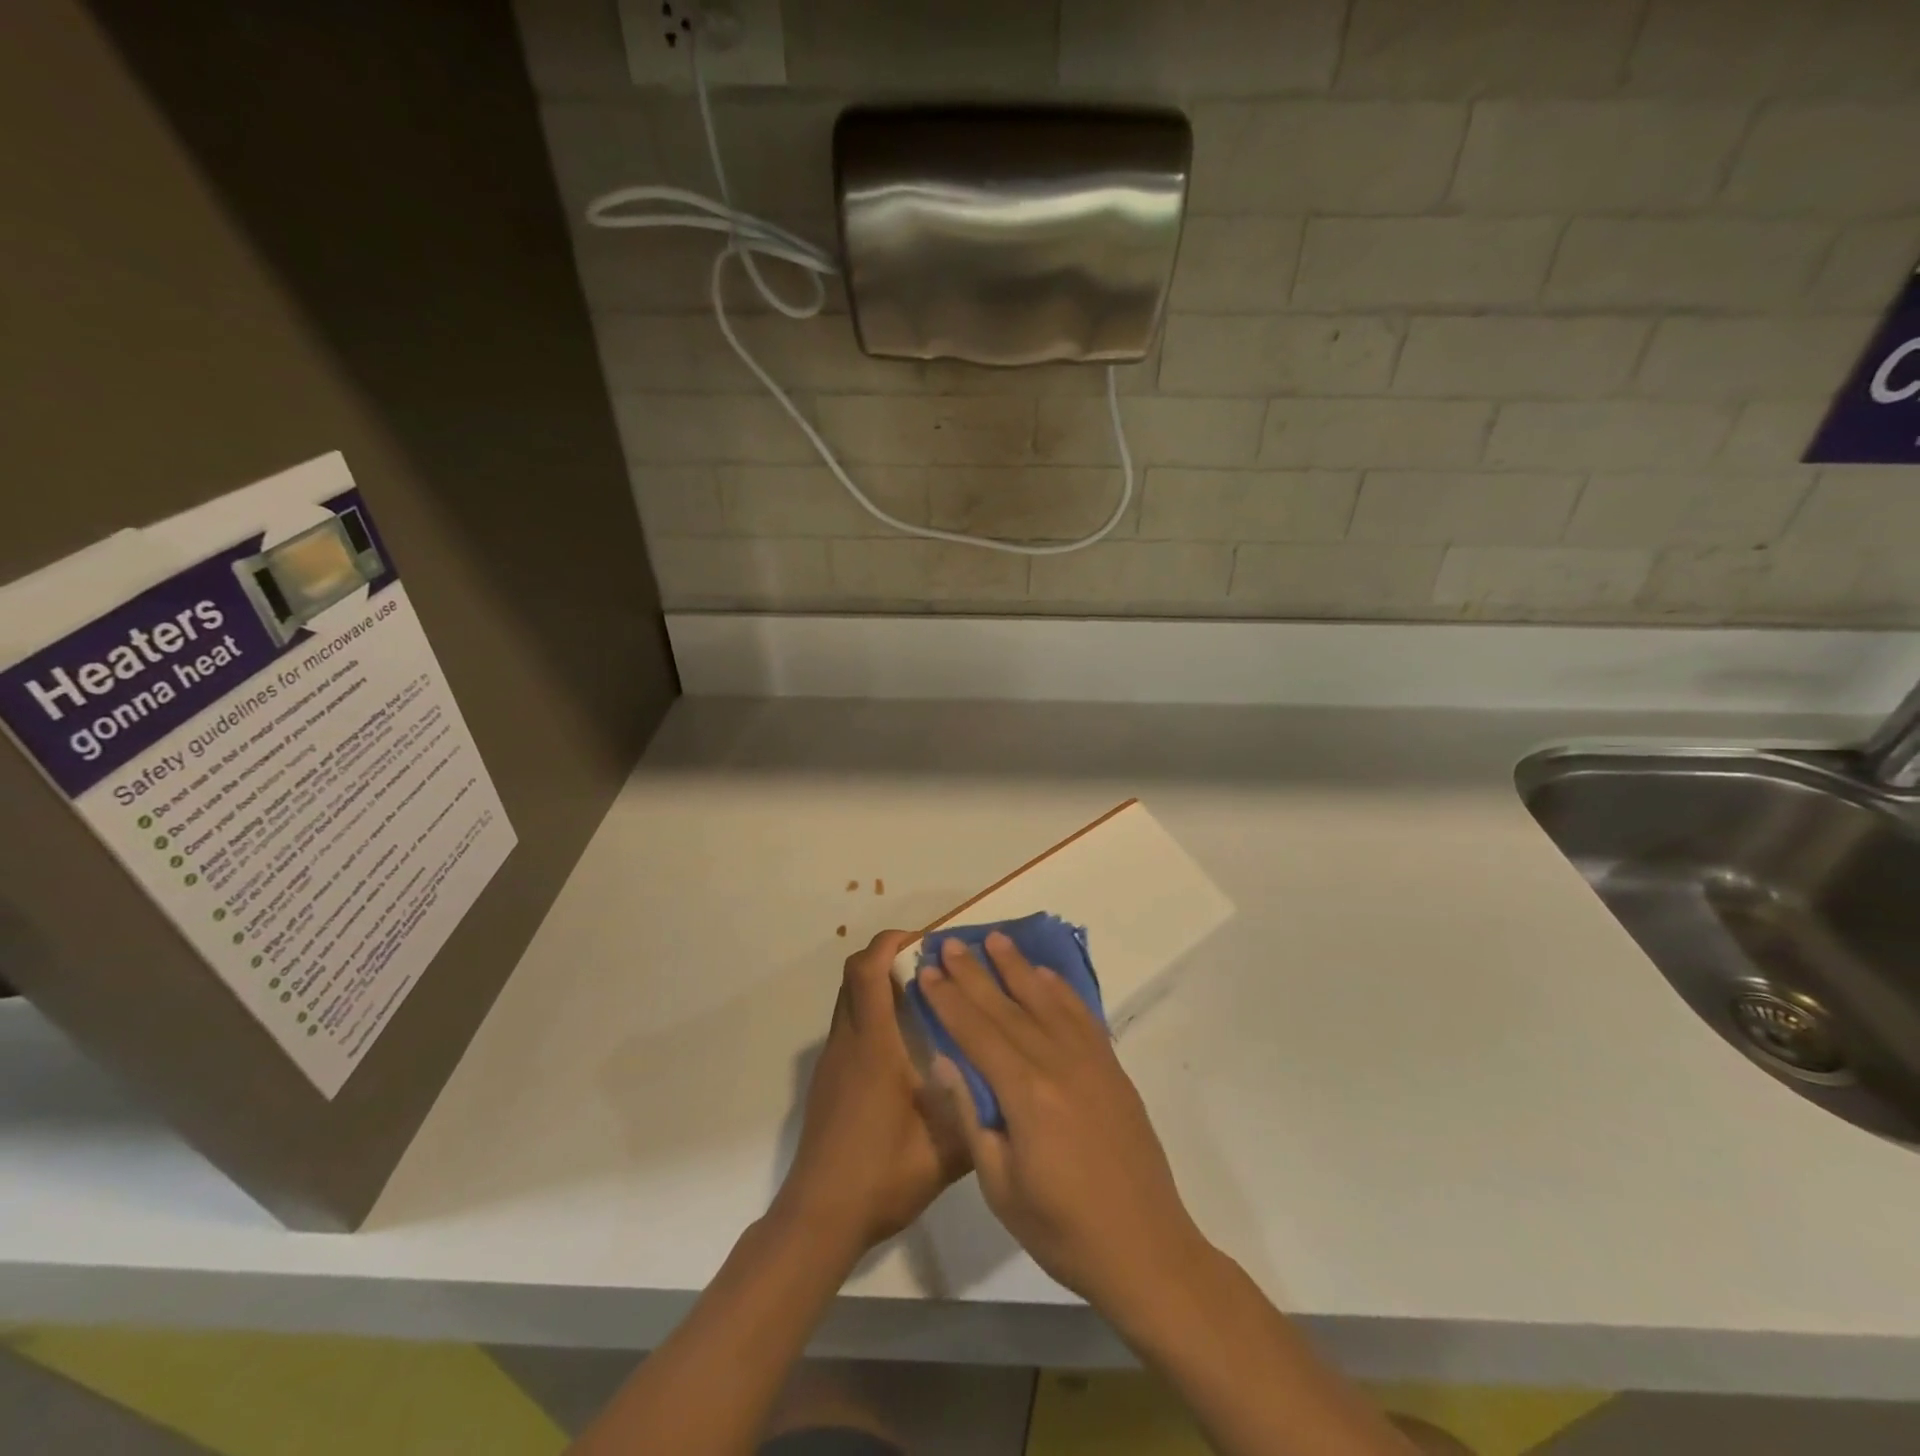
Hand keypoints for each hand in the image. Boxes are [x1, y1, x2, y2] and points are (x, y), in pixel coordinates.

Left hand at [775, 931, 970, 1258]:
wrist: (818, 1219)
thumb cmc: (880, 1177)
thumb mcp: (943, 1152)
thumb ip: (974, 1112)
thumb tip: (1004, 1081)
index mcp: (873, 1047)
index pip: (868, 972)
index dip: (891, 943)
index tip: (926, 940)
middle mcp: (848, 1044)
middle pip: (854, 975)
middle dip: (887, 956)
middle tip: (931, 965)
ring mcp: (833, 1062)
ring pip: (850, 1000)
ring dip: (879, 985)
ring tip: (925, 999)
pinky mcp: (829, 1081)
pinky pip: (849, 1026)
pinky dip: (872, 1014)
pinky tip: (905, 1045)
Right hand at [917, 932, 1210, 1318]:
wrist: (1145, 1249)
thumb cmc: (1062, 1230)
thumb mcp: (1000, 1186)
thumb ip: (972, 1116)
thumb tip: (945, 1061)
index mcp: (1026, 1093)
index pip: (976, 1032)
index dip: (948, 999)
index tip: (926, 971)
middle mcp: (1058, 1063)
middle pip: (1006, 1007)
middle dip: (973, 973)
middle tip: (949, 943)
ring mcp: (1091, 1061)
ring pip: (1045, 1000)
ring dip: (1017, 968)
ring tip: (995, 939)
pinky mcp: (1112, 1069)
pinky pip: (1082, 1015)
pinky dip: (1060, 990)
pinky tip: (1045, 975)